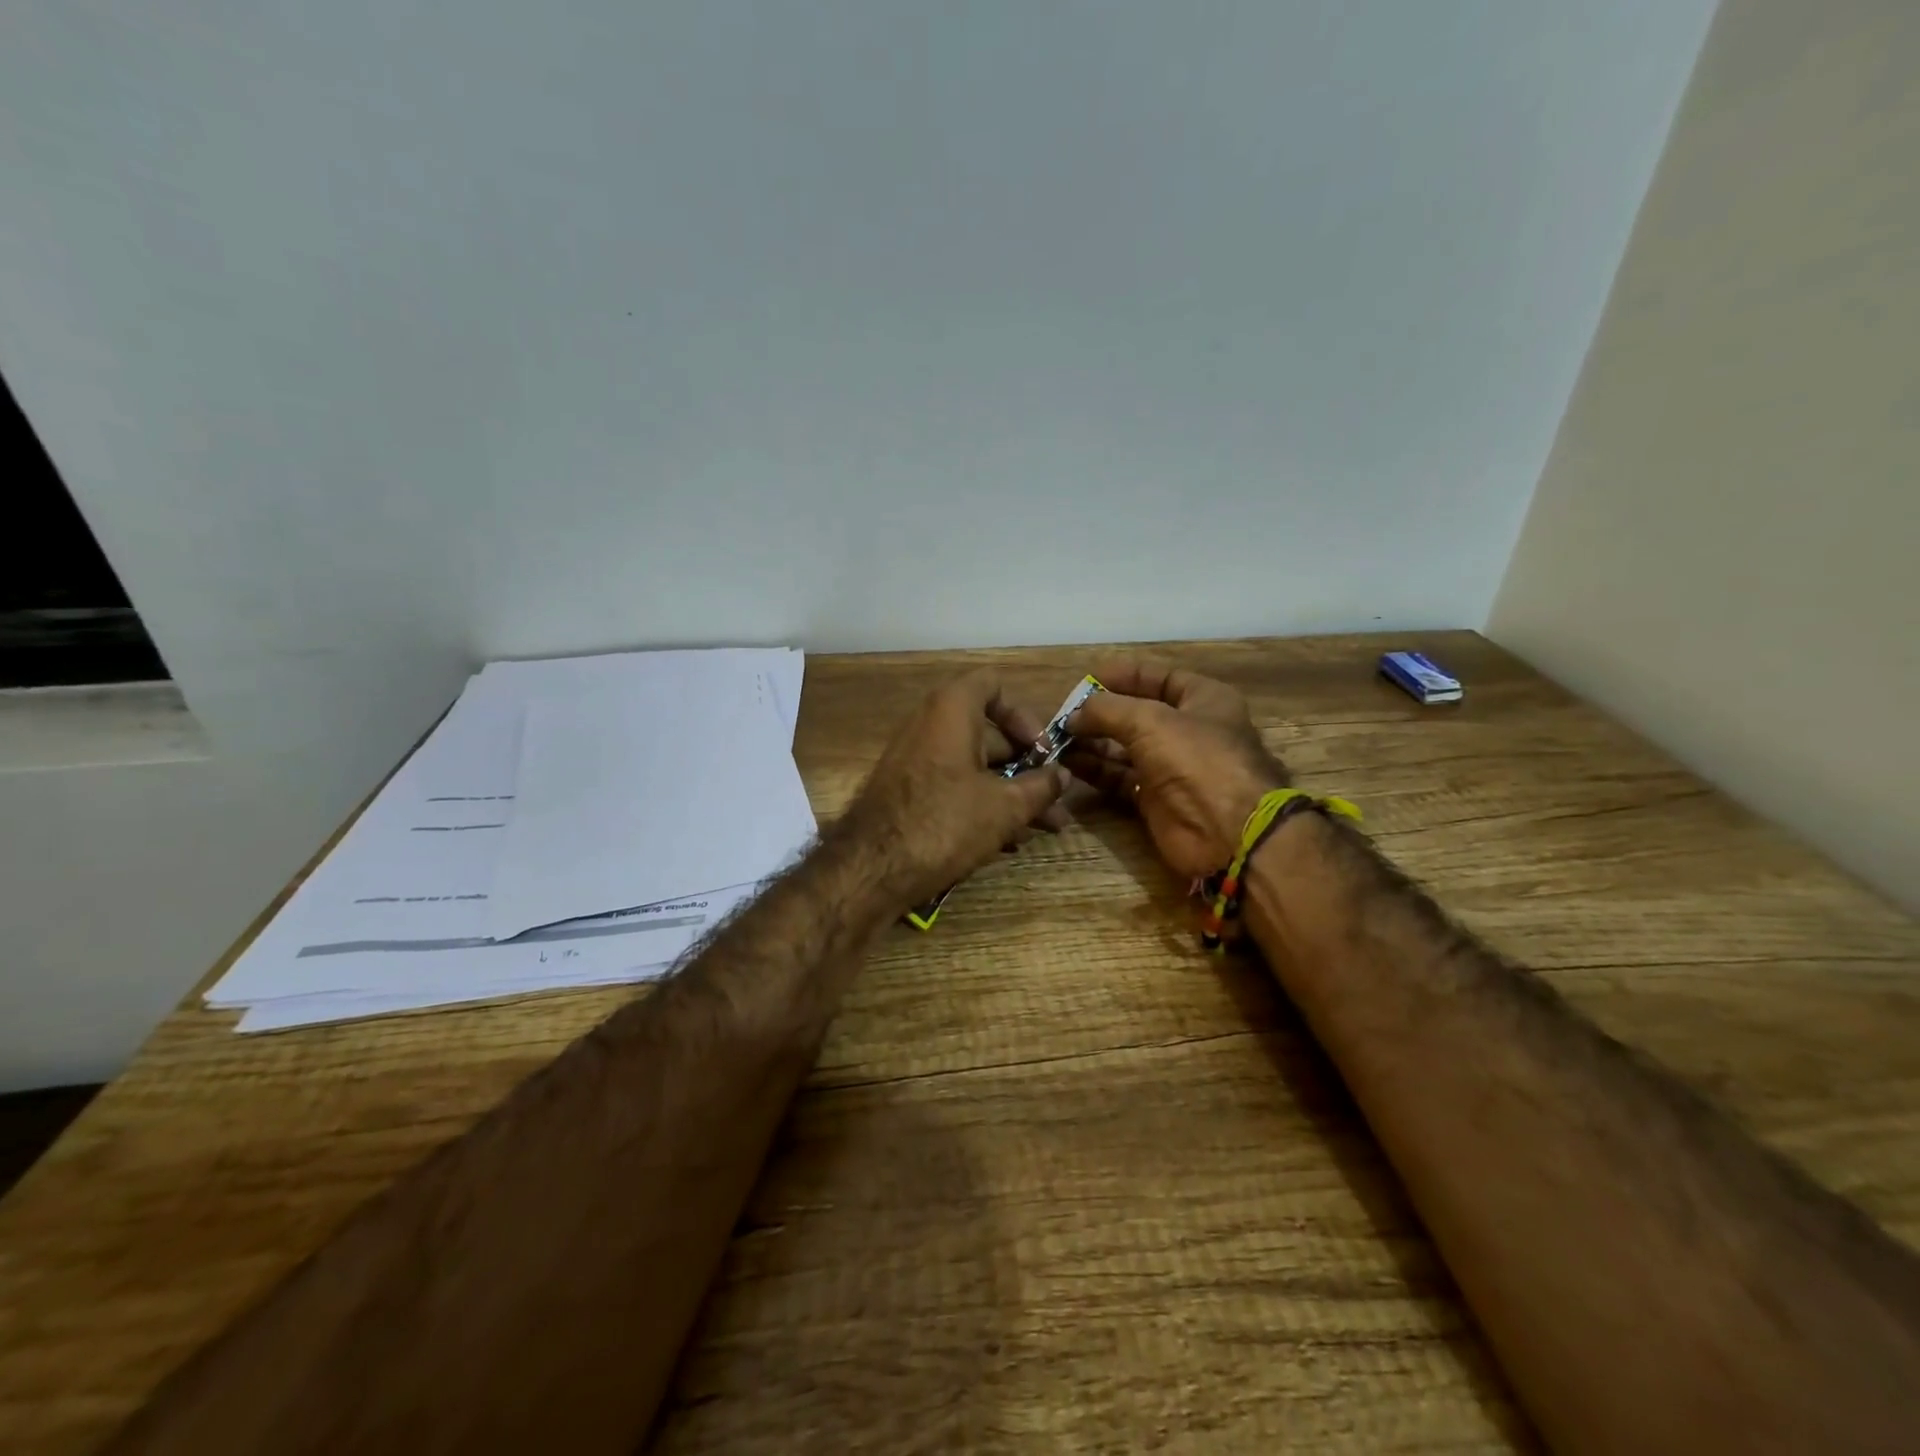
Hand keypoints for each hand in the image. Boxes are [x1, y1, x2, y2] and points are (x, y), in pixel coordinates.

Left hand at [837, 669, 1071, 908]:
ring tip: (1045, 828)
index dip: (1024, 714)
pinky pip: (953, 786)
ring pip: (974, 766)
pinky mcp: (908, 792)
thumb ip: (1040, 787)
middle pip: (989, 733)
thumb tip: (1062, 775)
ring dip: (1011, 793)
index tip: (1041, 750)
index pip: (993, 685)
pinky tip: (1008, 841)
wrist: (871, 867)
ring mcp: (915, 760)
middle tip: (1056, 799)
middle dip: (1026, 767)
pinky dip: (982, 804)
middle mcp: (930, 725)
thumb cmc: (945, 821)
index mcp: (952, 710)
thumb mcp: (1005, 806)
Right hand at [1065, 660, 1288, 878]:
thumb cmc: (1196, 760)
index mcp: (1204, 700)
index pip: (1159, 678)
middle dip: (1100, 714)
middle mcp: (1189, 731)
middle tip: (1064, 715)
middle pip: (1136, 714)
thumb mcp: (1148, 721)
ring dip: (1092, 742)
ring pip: (1124, 748)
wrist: (1227, 833)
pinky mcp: (1155, 799)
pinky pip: (1119, 778)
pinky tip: (1069, 763)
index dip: (1123, 676)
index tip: (1086, 679)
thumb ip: (1106, 710)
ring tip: (1059, 739)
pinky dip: (1096, 770)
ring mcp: (1172, 767)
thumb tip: (1073, 715)